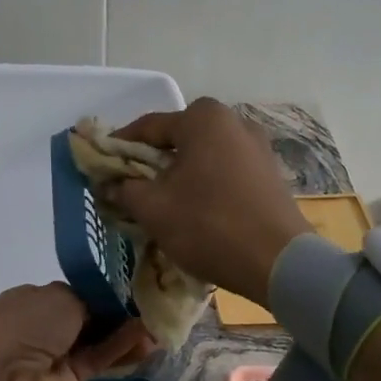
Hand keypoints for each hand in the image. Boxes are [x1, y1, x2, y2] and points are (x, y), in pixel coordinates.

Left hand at [0, 283, 155, 380]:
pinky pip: (101, 358)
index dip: (105, 289)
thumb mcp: (59, 298)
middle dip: (120, 310)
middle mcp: (46, 323)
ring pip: (100, 337)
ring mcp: (59, 352)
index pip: (77, 291)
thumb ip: (92, 299)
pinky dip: (123, 348)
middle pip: (91, 314)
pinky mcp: (73, 378)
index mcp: (35, 297)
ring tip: (160, 322)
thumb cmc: (25, 327)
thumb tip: (112, 306)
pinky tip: (149, 338)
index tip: (135, 285)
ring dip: (127, 331)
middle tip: (155, 303)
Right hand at [103, 99, 311, 303]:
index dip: (119, 147)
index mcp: (203, 119)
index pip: (148, 127)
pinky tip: (197, 210)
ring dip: (180, 175)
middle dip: (152, 163)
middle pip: (179, 139)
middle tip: (131, 190)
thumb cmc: (208, 225)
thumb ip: (125, 189)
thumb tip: (110, 183)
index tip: (101, 168)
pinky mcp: (270, 174)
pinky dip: (206, 185)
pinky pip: (226, 172)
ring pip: (204, 156)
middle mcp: (234, 122)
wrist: (278, 262)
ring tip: (163, 204)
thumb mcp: (154, 208)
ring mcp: (258, 147)